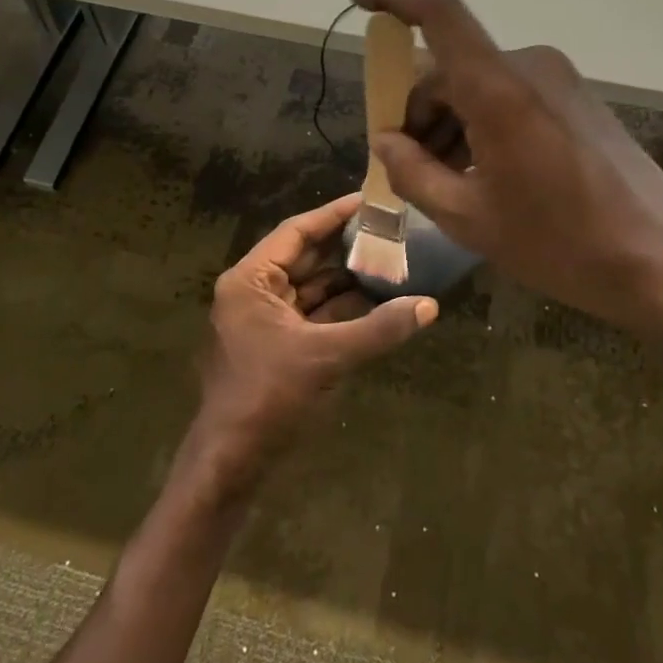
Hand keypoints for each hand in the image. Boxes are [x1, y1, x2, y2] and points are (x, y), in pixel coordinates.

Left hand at [188, 192, 437, 496]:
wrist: (232, 462)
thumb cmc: (268, 397)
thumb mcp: (326, 357)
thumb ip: (378, 329)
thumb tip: (430, 306)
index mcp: (251, 280)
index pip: (296, 232)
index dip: (333, 215)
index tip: (369, 200)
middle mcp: (254, 292)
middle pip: (306, 257)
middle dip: (346, 246)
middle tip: (389, 229)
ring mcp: (265, 320)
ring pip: (312, 287)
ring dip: (348, 278)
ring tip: (392, 260)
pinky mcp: (278, 344)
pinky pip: (314, 314)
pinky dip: (343, 308)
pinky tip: (378, 300)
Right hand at [350, 0, 662, 346]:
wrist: (662, 263)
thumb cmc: (559, 243)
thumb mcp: (468, 218)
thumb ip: (413, 172)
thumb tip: (385, 141)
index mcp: (499, 88)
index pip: (439, 14)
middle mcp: (530, 68)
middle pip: (451, 70)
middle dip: (417, 112)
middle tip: (402, 166)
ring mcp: (560, 83)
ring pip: (480, 87)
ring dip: (450, 125)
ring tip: (443, 183)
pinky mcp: (579, 102)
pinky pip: (511, 98)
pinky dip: (482, 126)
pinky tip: (483, 176)